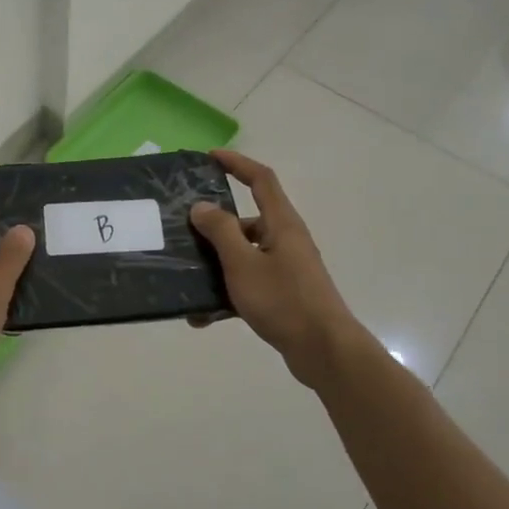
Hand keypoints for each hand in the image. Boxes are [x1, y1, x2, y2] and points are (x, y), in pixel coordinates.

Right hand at [189, 149, 370, 386]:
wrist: (324, 350)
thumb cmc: (284, 300)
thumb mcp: (243, 263)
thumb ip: (220, 231)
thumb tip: (202, 206)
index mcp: (281, 224)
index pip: (260, 179)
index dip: (237, 163)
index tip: (210, 157)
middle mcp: (286, 240)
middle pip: (247, 220)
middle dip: (215, 225)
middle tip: (184, 230)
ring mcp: (286, 268)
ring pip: (244, 256)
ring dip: (216, 266)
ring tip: (186, 280)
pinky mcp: (283, 294)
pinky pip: (248, 284)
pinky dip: (226, 295)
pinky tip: (203, 317)